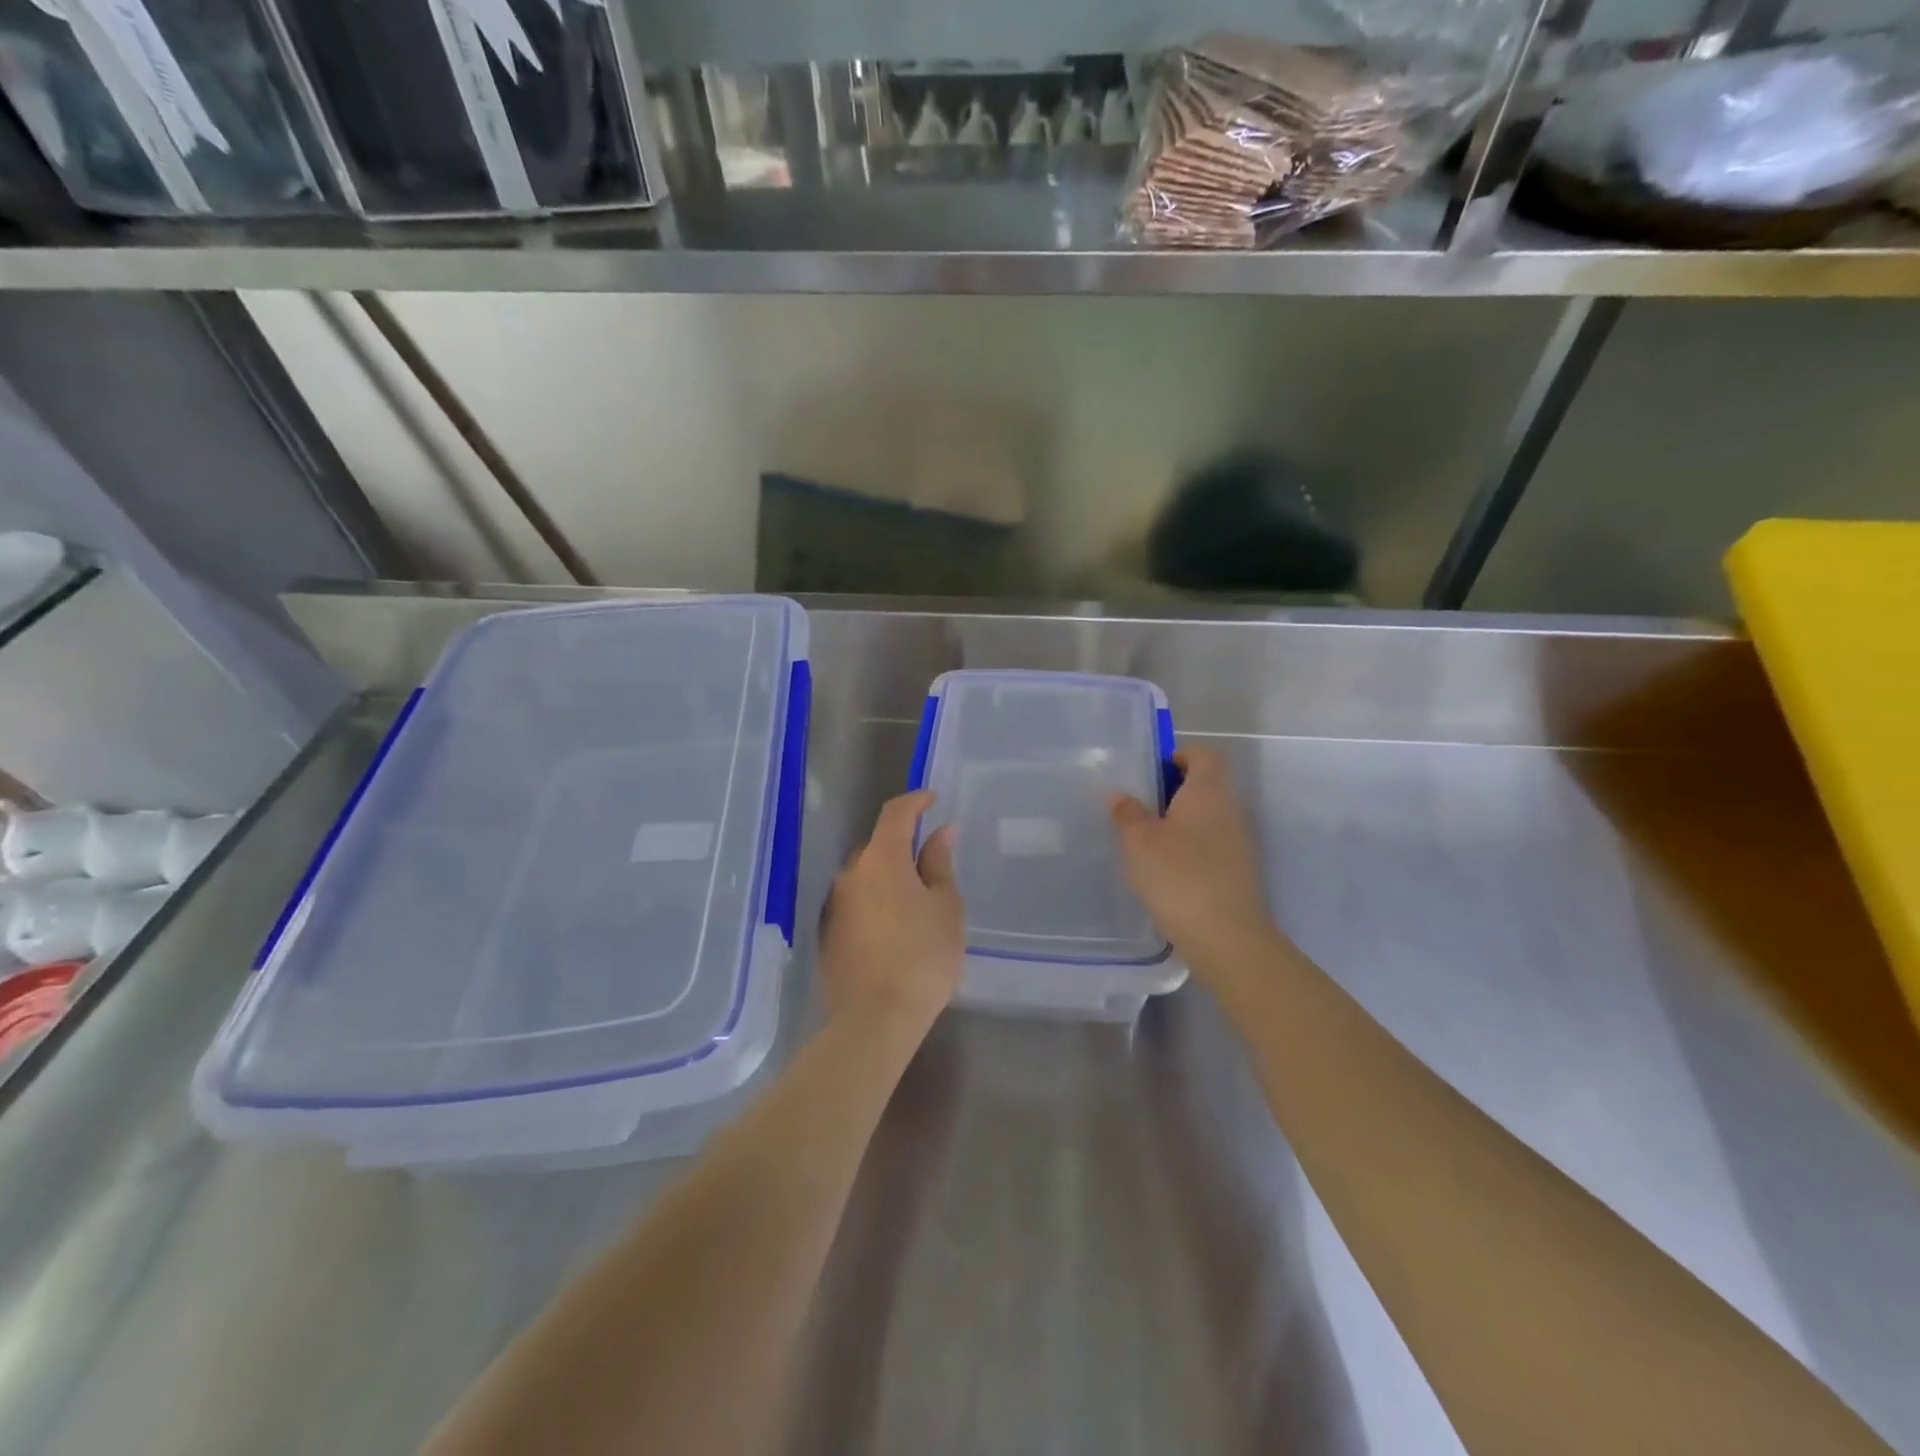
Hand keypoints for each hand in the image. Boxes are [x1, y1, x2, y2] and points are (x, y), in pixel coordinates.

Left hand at [819, 790, 964, 1042]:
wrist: (875, 1018)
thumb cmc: (923, 957)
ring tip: (916, 903)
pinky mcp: (828, 933)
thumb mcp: (945, 907)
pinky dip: (875, 902)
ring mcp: (834, 904)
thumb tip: (941, 833)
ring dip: (888, 877)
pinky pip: (855, 903)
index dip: (915, 801)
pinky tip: (893, 928)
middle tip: (933, 864)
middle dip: (904, 846)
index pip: (895, 813)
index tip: (933, 799)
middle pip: (878, 846)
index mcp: (882, 860)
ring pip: (865, 876)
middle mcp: (851, 874)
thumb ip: (940, 864)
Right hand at [1111, 747, 1282, 984]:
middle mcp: (1231, 809)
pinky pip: (1213, 844)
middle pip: (1208, 785)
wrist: (1226, 936)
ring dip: (1183, 820)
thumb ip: (1128, 813)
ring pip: (1210, 817)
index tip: (1153, 769)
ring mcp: (1240, 842)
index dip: (1181, 754)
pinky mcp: (1240, 871)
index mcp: (1209, 792)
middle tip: (1141, 805)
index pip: (1205, 755)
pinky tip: (1167, 869)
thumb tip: (1121, 795)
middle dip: (1176, 790)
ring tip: (1148, 839)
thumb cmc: (1178, 876)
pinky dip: (1192, 846)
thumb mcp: (1140, 842)